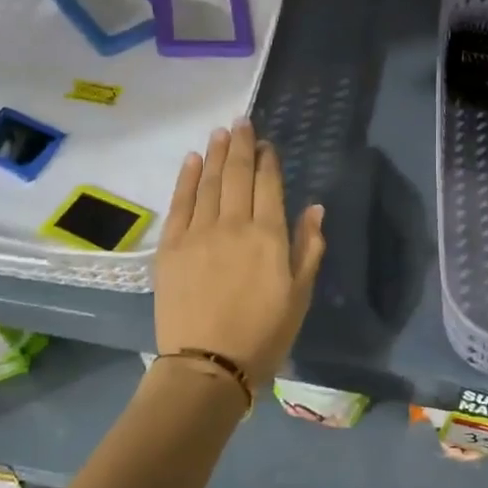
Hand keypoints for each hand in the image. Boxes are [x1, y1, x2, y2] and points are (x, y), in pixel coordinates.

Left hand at [154, 120, 326, 389]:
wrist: (207, 366)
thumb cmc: (264, 335)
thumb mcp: (300, 295)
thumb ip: (309, 248)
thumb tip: (315, 208)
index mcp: (270, 235)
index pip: (269, 185)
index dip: (268, 161)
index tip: (266, 144)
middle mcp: (234, 224)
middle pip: (237, 174)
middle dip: (241, 145)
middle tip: (241, 122)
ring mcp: (199, 232)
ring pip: (209, 182)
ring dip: (215, 154)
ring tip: (220, 132)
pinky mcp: (171, 246)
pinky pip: (180, 202)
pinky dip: (186, 178)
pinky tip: (192, 159)